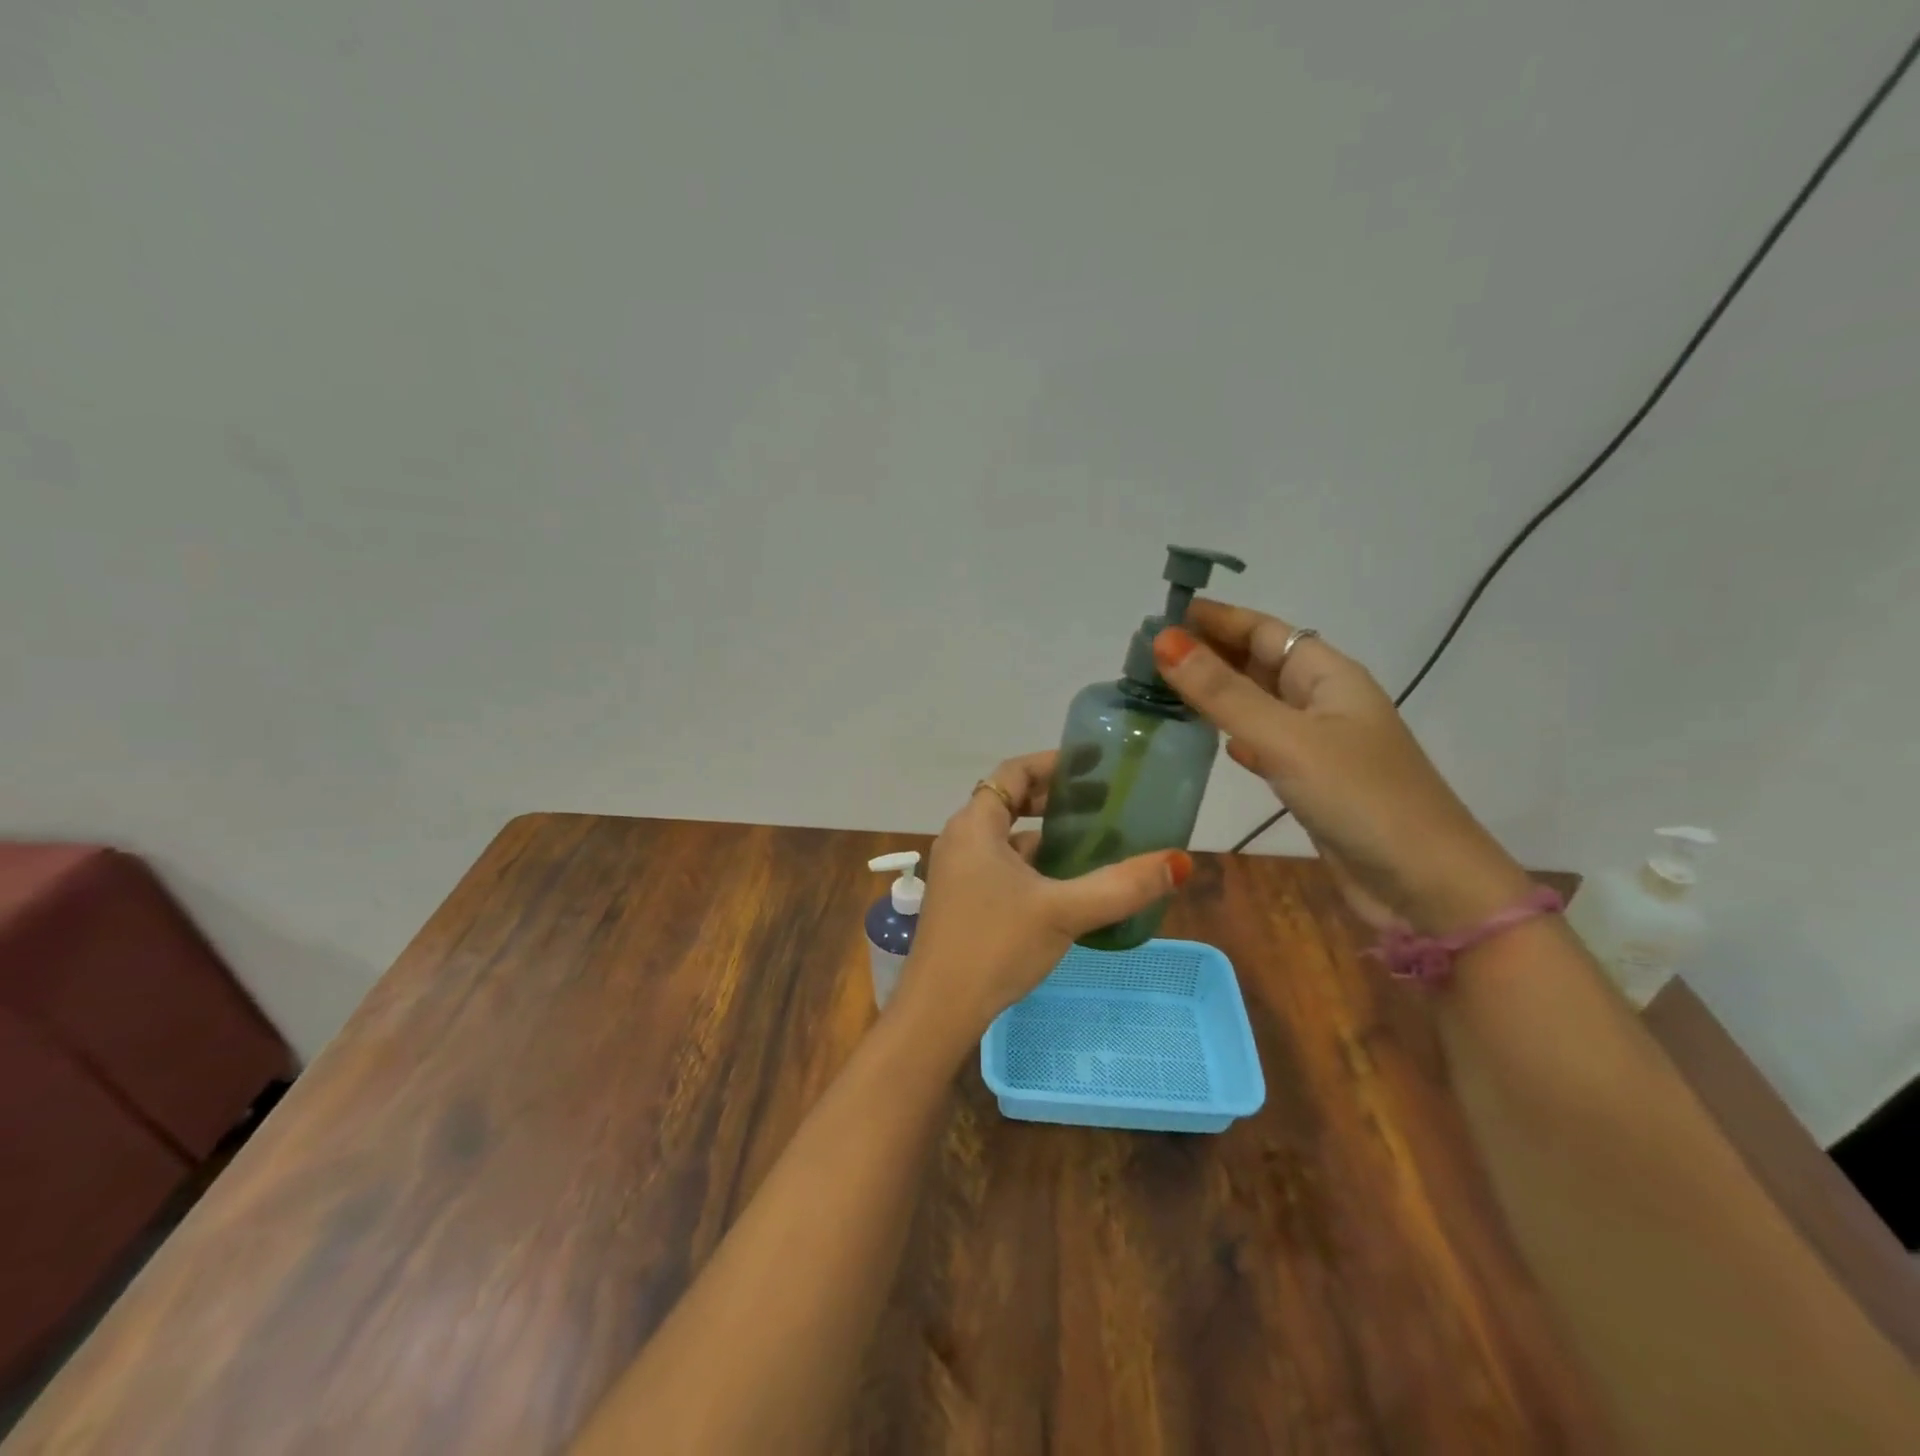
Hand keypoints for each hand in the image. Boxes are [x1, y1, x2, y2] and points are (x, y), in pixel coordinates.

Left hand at [894, 752, 1192, 1044]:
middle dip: (1053, 797)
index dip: (1052, 764)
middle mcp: (961, 839)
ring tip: (1093, 837)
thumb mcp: (1063, 912)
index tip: (1092, 764)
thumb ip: (1121, 886)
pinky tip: (1065, 881)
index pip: (1013, 773)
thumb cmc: (995, 946)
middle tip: (1102, 800)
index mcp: (975, 826)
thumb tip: (1179, 862)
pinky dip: (1033, 862)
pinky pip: (1001, 865)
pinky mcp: (963, 899)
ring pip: (1006, 837)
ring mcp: (959, 872)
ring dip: (1044, 832)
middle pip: (1009, 801)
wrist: (939, 1009)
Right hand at [1153, 603, 1531, 934]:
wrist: (1426, 887)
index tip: (1161, 617)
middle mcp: (1324, 702)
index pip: (1264, 631)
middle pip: (1259, 663)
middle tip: (1148, 656)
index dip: (1215, 618)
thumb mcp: (1287, 739)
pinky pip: (1265, 743)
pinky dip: (1235, 735)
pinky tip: (1211, 741)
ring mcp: (1320, 744)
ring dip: (1216, 694)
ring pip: (1259, 704)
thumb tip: (1164, 640)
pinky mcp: (1312, 782)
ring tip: (1164, 690)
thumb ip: (1223, 694)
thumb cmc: (1361, 799)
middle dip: (1209, 653)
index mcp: (1328, 676)